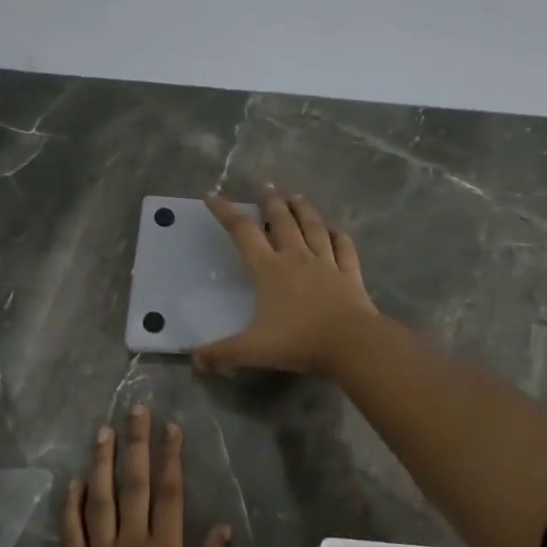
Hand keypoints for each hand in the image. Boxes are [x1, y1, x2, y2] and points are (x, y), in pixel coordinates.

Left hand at [60, 406, 229, 546]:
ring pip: (100, 498)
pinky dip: (71, 505)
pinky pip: (71, 531)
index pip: (170, 493)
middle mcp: (132, 542)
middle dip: (136, 444)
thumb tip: (224, 527)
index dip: (171, 457)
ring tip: (103, 431)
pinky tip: (73, 481)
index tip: (171, 427)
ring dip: (102, 462)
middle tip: (136, 410)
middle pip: (134, 485)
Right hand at [195, 184, 377, 373]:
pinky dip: (339, 236)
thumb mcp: (252, 350)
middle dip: (270, 201)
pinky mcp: (350, 274)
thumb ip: (222, 354)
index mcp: (269, 270)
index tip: (212, 195)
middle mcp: (296, 257)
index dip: (225, 212)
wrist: (350, 343)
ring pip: (313, 227)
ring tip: (297, 196)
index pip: (242, 233)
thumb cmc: (298, 341)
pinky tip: (336, 230)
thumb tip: (195, 361)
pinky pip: (344, 248)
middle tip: (265, 185)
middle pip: (281, 221)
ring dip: (304, 210)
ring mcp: (327, 263)